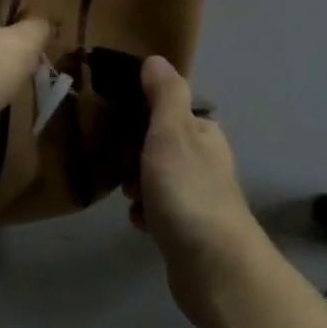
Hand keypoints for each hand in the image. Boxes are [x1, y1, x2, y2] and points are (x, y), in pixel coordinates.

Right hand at [124, 56, 273, 326]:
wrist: (213, 268)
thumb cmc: (188, 192)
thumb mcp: (171, 133)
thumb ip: (164, 95)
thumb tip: (156, 59)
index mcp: (203, 132)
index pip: (167, 109)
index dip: (138, 114)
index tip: (113, 123)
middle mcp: (204, 160)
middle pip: (156, 143)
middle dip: (131, 153)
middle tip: (119, 165)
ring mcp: (197, 195)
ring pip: (154, 176)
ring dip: (134, 184)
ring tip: (127, 194)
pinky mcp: (187, 227)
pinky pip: (156, 208)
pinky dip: (144, 212)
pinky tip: (138, 221)